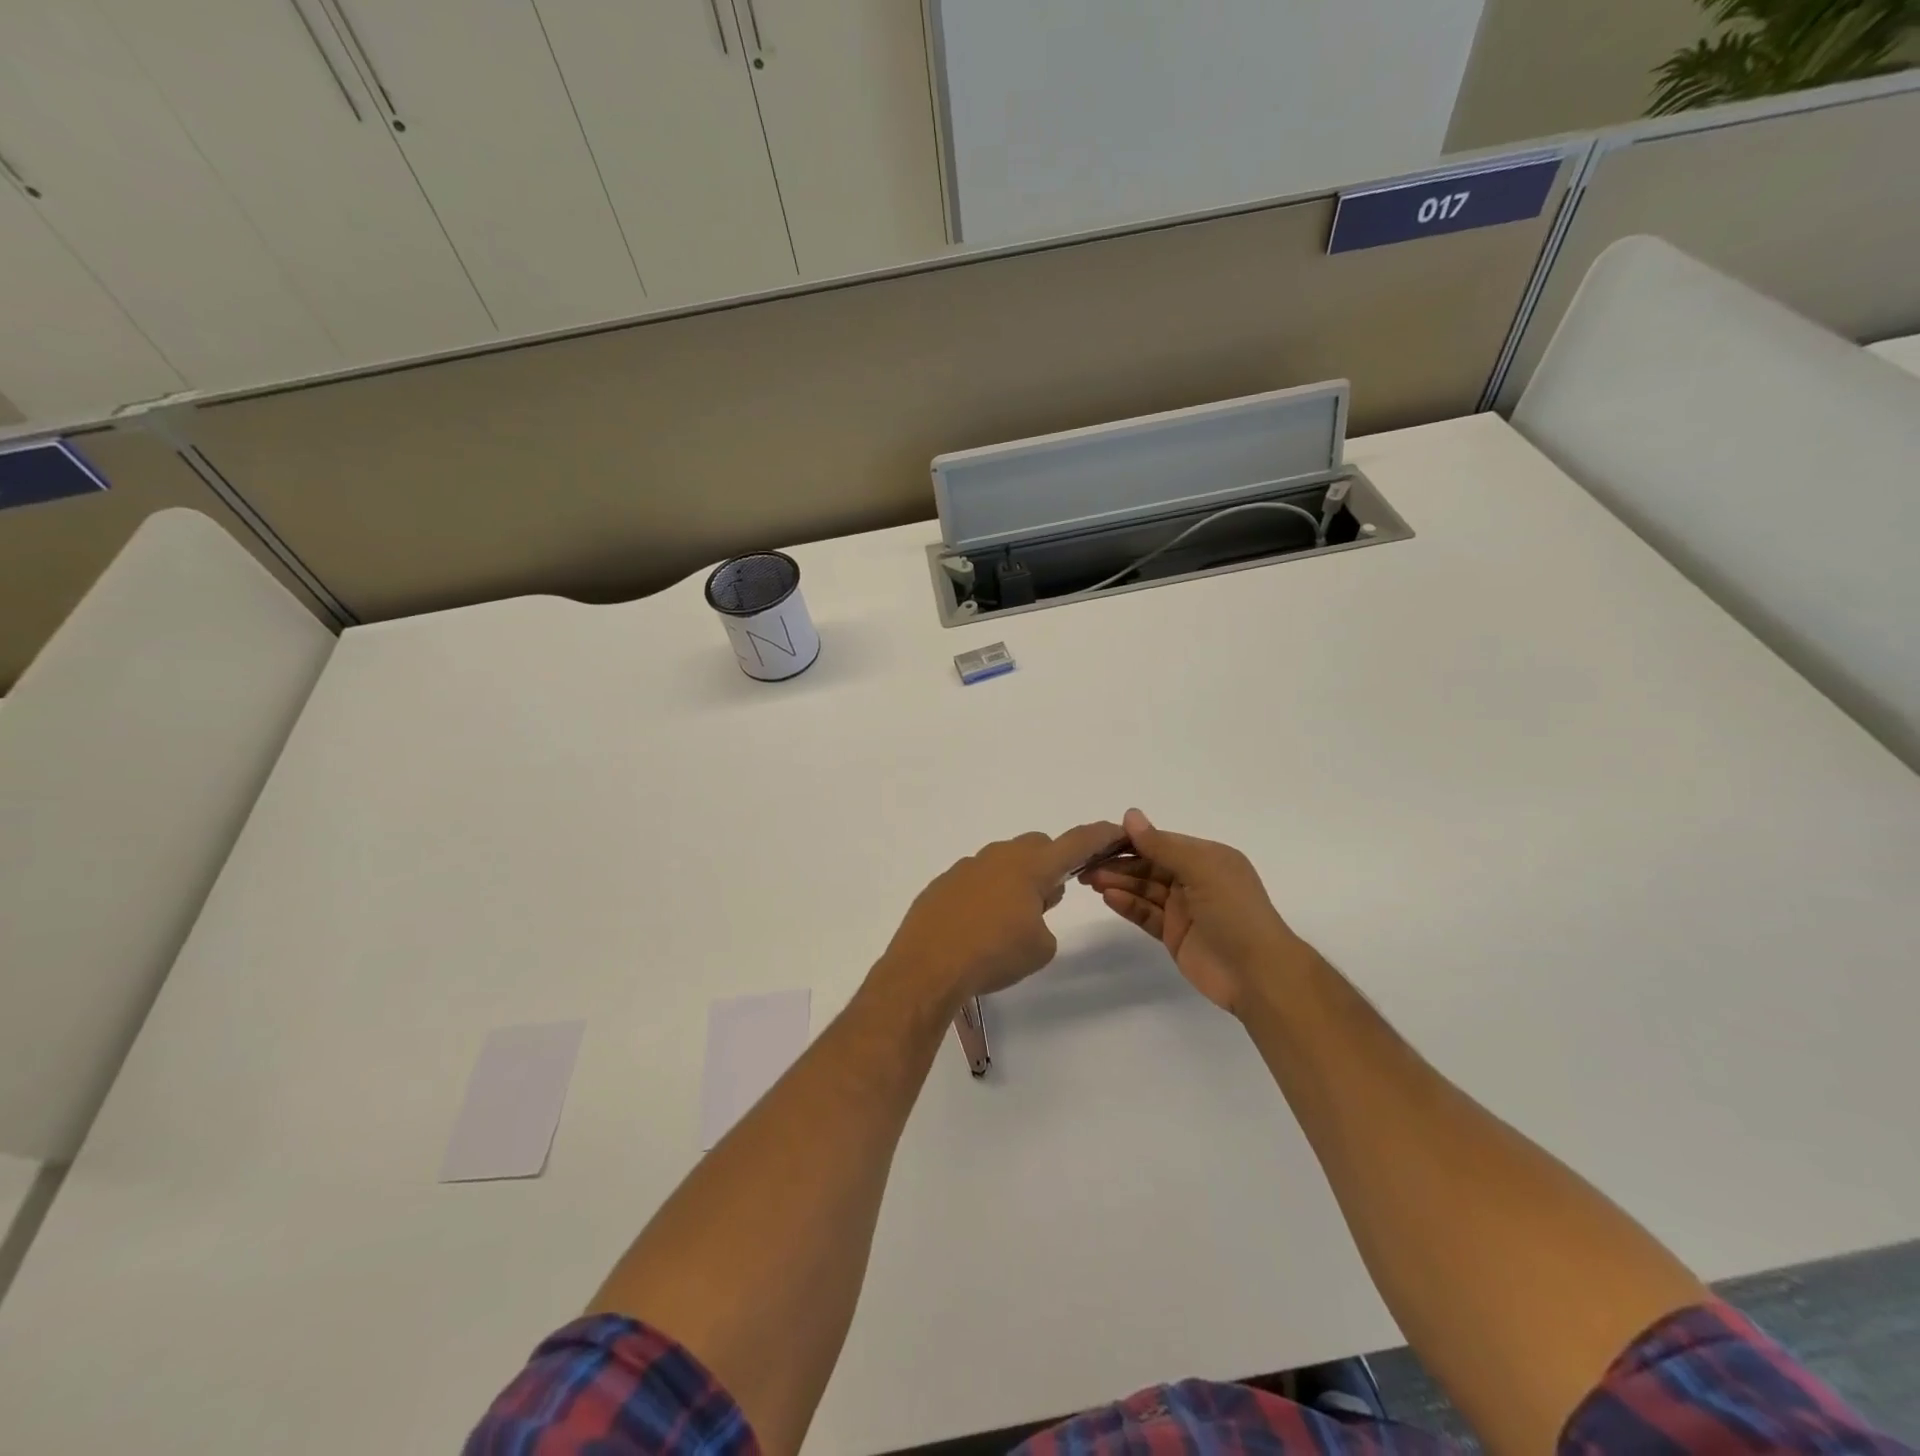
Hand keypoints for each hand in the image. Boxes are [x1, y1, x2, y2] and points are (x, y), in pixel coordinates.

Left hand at [877, 821, 1124, 1008]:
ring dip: (1016, 880)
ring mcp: (967, 867)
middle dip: (1050, 864)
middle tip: (1050, 899)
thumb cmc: (994, 954)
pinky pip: (976, 879)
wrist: (928, 966)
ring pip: (1003, 861)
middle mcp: (999, 857)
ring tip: (1011, 920)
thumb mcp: (1040, 947)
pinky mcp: (943, 884)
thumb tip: (1031, 907)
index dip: (1099, 836)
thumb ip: (1045, 920)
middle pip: (1036, 846)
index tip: (1116, 829)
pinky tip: (978, 926)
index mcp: (1030, 867)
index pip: (1075, 843)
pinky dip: (986, 894)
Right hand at [1080, 808, 1306, 1015]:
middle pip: (1149, 865)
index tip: (1099, 839)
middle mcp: (1195, 880)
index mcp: (1207, 858)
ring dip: (1119, 883)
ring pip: (1144, 889)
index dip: (1131, 840)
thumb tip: (1130, 815)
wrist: (1258, 974)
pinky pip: (1146, 914)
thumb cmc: (1235, 912)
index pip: (1162, 842)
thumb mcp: (1201, 869)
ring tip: (1091, 880)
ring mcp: (1184, 909)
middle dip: (1119, 863)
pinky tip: (1109, 898)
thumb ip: (1162, 845)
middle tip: (1086, 864)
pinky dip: (1128, 905)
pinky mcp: (1174, 934)